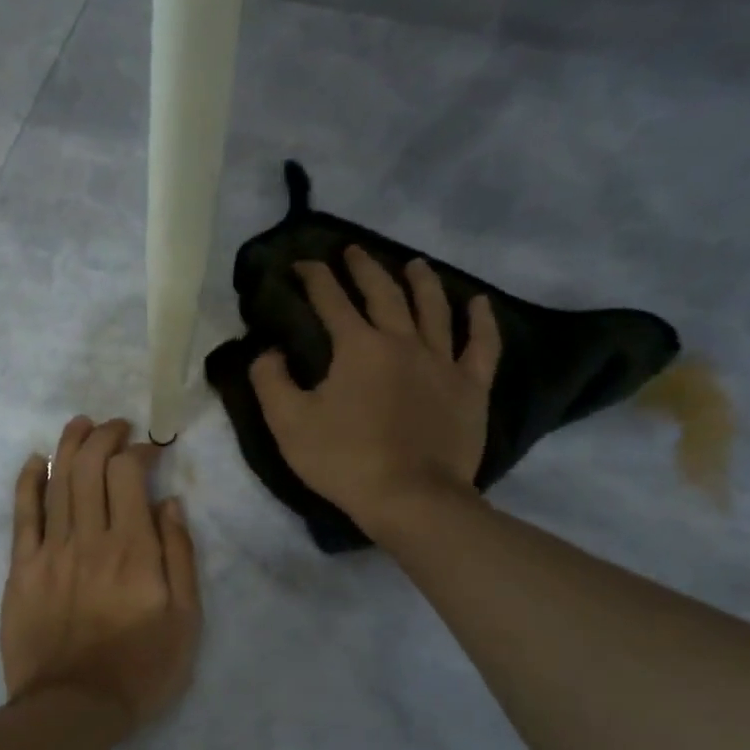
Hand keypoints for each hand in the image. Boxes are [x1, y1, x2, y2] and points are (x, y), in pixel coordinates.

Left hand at [0, 417, 201, 733]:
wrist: (73, 708)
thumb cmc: (140, 668)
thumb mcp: (186, 619)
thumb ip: (180, 556)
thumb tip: (170, 502)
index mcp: (134, 549)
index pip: (129, 475)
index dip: (138, 450)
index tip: (149, 448)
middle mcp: (90, 539)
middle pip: (90, 467)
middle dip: (104, 436)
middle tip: (115, 427)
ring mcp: (51, 551)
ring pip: (58, 481)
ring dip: (70, 445)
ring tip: (81, 425)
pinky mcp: (22, 569)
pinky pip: (23, 514)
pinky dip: (29, 481)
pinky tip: (37, 461)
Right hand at [249, 247, 500, 531]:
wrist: (411, 498)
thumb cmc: (344, 460)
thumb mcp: (288, 423)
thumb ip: (271, 381)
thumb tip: (268, 351)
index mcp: (358, 347)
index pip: (331, 301)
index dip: (314, 278)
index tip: (302, 263)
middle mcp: (402, 342)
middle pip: (384, 293)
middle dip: (364, 268)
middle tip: (353, 251)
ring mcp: (442, 362)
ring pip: (434, 309)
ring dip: (422, 282)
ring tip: (415, 264)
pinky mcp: (470, 387)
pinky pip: (481, 346)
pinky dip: (481, 322)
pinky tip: (480, 303)